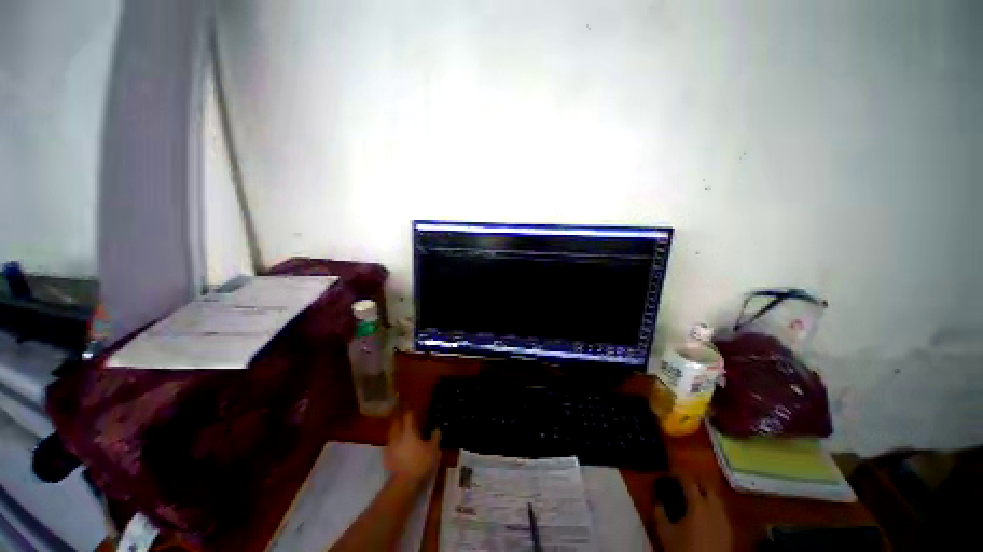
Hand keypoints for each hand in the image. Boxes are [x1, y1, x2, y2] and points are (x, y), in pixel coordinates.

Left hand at [384, 412, 440, 485]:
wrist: (404, 484)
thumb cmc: (420, 463)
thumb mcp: (433, 450)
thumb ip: (435, 437)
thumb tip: (437, 428)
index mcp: (409, 431)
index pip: (408, 416)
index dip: (409, 409)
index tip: (411, 404)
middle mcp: (397, 436)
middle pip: (396, 421)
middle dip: (399, 415)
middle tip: (402, 411)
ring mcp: (391, 447)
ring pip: (392, 432)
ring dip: (395, 427)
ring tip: (400, 425)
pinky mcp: (387, 457)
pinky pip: (390, 443)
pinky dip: (394, 439)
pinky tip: (398, 442)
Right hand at [654, 477, 731, 551]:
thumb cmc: (684, 549)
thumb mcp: (665, 532)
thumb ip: (660, 514)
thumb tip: (658, 501)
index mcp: (697, 504)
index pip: (688, 480)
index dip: (679, 473)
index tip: (671, 471)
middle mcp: (713, 507)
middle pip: (707, 485)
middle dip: (695, 479)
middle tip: (684, 480)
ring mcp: (724, 519)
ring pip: (716, 497)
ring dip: (705, 492)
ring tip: (694, 495)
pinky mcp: (729, 530)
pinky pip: (721, 511)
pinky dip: (712, 506)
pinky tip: (705, 513)